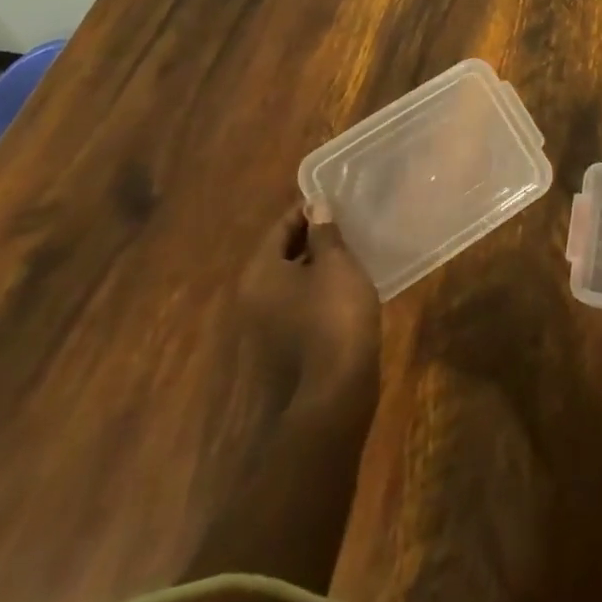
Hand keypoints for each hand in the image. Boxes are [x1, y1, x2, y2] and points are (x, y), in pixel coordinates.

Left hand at [237, 201, 380, 411]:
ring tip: (349, 256)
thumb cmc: (334, 319)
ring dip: (314, 268)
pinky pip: (297, 309)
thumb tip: (316, 206)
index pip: (280, 227)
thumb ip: (325, 233)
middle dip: (310, 239)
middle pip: (280, 256)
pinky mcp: (280, 353)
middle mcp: (252, 299)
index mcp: (260, 272)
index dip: (306, 210)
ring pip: (289, 285)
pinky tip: (343, 293)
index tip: (334, 201)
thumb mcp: (337, 266)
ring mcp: (263, 330)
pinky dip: (315, 295)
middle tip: (345, 226)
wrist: (331, 401)